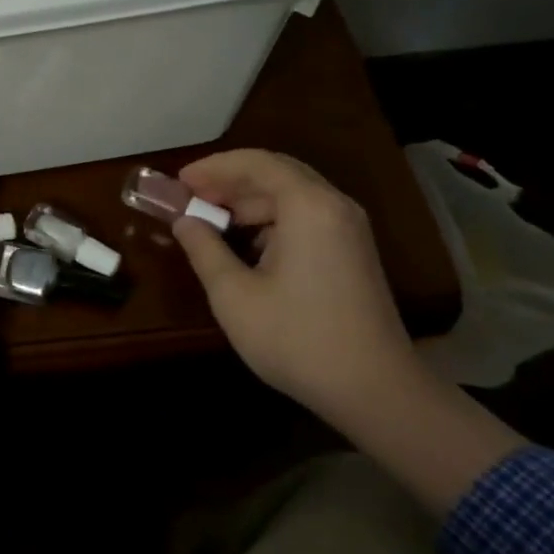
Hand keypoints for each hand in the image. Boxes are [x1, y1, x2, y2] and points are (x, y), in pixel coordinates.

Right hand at [173, 150, 526, 514]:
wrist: (374, 390)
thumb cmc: (297, 338)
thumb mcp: (234, 296)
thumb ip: (204, 250)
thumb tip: (185, 222)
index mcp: (308, 207)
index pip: (256, 163)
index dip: (213, 167)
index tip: (179, 182)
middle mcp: (334, 206)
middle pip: (276, 172)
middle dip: (230, 180)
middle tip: (190, 196)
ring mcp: (349, 229)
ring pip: (292, 195)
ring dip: (248, 200)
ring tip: (210, 218)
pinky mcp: (352, 252)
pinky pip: (306, 216)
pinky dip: (270, 219)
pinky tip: (245, 242)